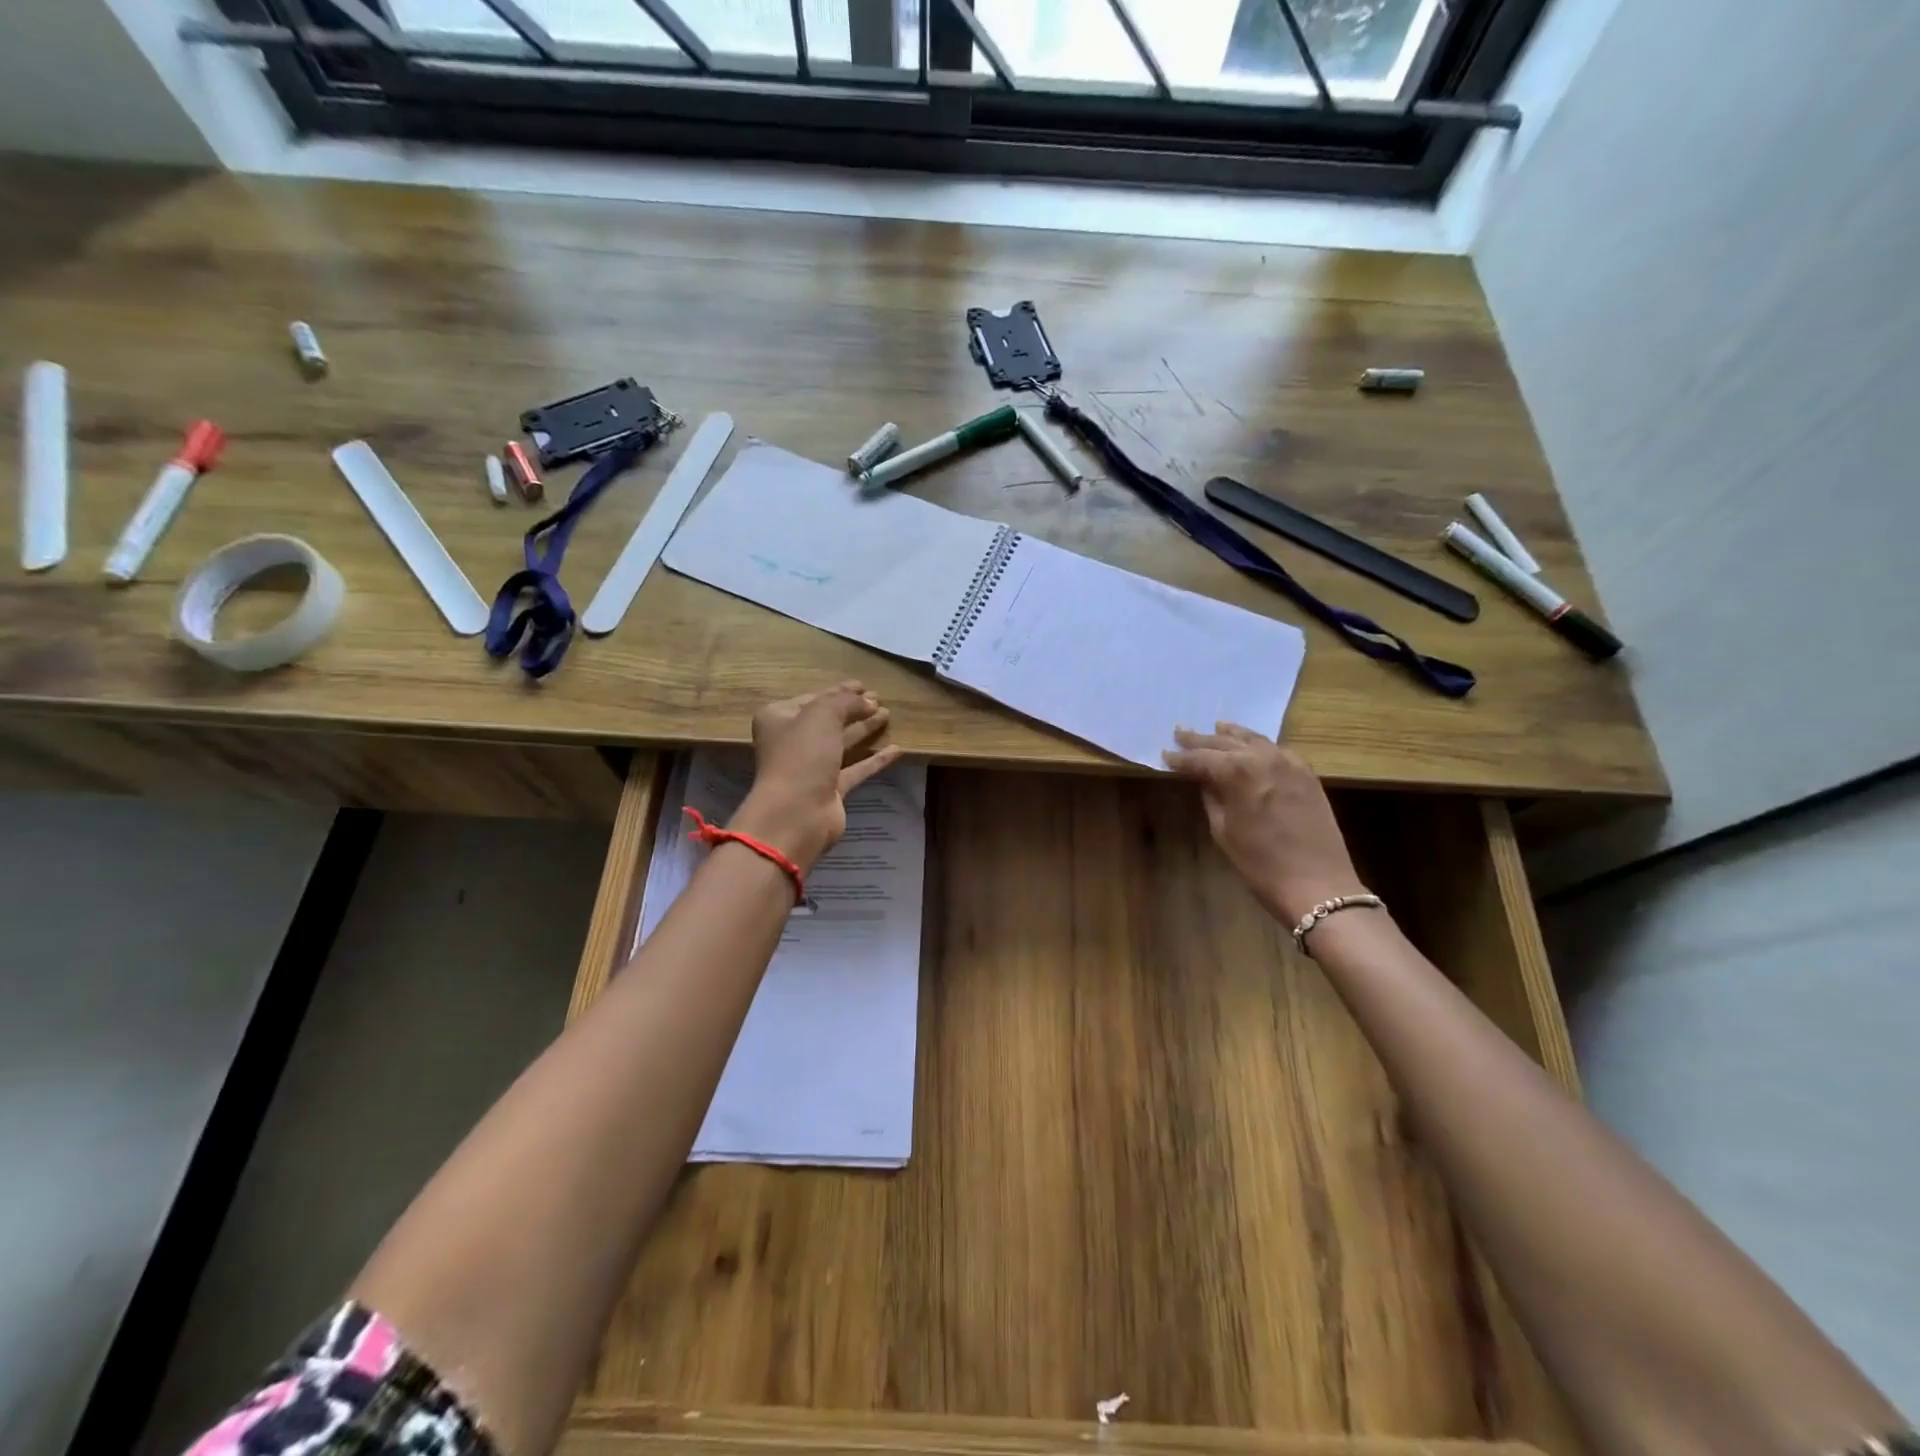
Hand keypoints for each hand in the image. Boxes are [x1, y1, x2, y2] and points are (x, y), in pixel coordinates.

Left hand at [730, 681, 903, 872]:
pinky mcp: (831, 789)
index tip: (863, 685)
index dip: (839, 691)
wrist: (796, 813)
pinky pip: (856, 768)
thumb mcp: (822, 715)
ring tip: (888, 715)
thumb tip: (869, 701)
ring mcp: (812, 767)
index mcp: (780, 719)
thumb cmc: (802, 755)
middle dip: (854, 709)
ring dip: (865, 729)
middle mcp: (793, 742)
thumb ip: (846, 702)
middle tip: (880, 699)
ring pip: (843, 743)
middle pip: (829, 721)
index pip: (813, 699)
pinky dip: (874, 759)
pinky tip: (897, 749)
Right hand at [1163, 724, 1367, 925]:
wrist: (1317, 884)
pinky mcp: (1307, 774)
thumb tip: (1205, 780)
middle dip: (1201, 740)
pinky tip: (1252, 746)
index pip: (1201, 759)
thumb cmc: (1260, 864)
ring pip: (1255, 739)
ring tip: (1216, 727)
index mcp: (1237, 772)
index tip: (1165, 755)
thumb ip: (1212, 797)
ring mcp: (1289, 763)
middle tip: (1181, 733)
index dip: (1181, 758)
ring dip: (1232, 734)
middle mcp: (1263, 758)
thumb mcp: (1223, 831)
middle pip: (1226, 742)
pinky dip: (1260, 745)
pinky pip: (1278, 750)